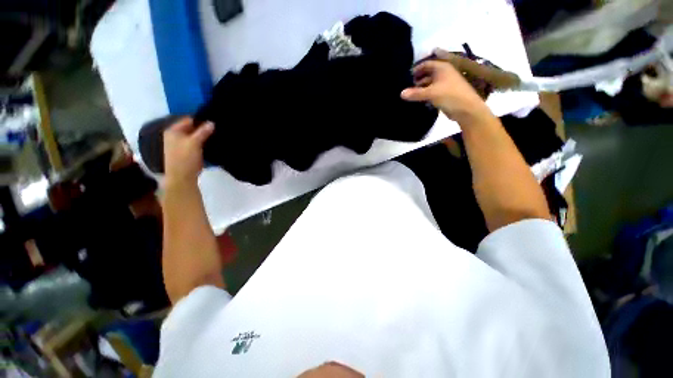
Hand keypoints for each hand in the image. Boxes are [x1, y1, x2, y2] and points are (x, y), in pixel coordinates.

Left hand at [163, 117, 213, 185]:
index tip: (213, 122)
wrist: (182, 177)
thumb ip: (203, 131)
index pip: (188, 120)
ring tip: (215, 136)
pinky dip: (202, 144)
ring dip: (203, 137)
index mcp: (173, 131)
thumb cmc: (185, 157)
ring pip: (194, 137)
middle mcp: (174, 136)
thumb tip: (212, 122)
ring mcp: (179, 145)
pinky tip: (210, 145)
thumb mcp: (195, 142)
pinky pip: (195, 144)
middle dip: (203, 129)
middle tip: (216, 129)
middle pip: (191, 129)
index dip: (200, 120)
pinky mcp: (185, 153)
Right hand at [401, 57, 492, 123]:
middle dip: (418, 79)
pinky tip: (419, 100)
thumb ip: (415, 93)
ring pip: (430, 83)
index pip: (426, 64)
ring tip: (411, 94)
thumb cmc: (450, 96)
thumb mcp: (431, 93)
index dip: (416, 69)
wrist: (467, 109)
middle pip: (428, 73)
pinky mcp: (445, 93)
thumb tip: (401, 93)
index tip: (406, 76)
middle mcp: (444, 73)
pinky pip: (433, 91)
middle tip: (407, 86)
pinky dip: (426, 94)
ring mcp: (445, 83)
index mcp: (442, 68)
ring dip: (421, 88)